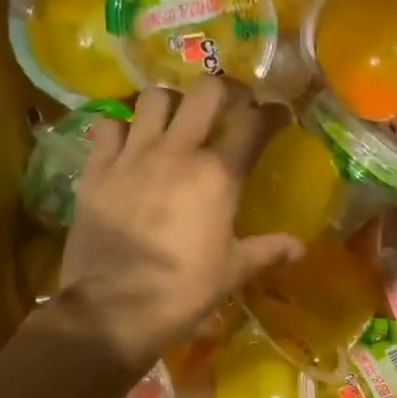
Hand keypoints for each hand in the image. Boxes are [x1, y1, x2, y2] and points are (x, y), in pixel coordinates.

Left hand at [48, 81, 301, 374]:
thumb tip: (299, 248)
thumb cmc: (184, 291)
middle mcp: (176, 152)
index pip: (253, 125)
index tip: (280, 114)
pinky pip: (109, 125)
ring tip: (179, 119)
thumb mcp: (234, 272)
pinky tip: (131, 142)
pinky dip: (124, 126)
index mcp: (217, 176)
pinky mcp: (97, 169)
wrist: (114, 307)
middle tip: (232, 104)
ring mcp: (132, 155)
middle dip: (225, 89)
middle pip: (205, 92)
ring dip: (173, 102)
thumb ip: (268, 251)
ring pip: (154, 98)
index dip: (272, 114)